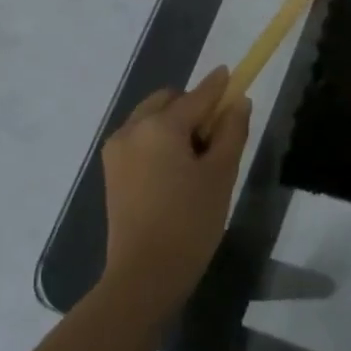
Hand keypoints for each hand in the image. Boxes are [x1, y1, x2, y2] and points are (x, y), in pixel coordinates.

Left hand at [99, 66, 250, 323]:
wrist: (144, 276)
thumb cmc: (190, 222)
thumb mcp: (222, 174)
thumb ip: (232, 131)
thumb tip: (238, 101)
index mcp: (160, 126)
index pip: (197, 96)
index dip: (218, 86)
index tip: (232, 75)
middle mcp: (132, 128)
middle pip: (169, 101)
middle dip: (193, 107)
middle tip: (216, 137)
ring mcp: (117, 150)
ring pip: (151, 118)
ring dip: (175, 124)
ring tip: (196, 159)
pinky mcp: (111, 171)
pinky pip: (140, 139)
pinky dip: (159, 141)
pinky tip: (175, 171)